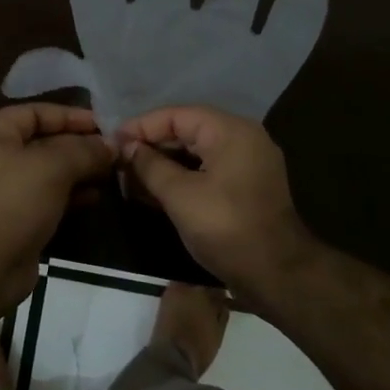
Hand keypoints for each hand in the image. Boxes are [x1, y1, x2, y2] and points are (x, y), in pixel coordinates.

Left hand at [0, 104, 114, 303]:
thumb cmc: (15, 200)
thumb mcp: (54, 165)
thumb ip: (85, 150)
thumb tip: (112, 145)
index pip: (34, 113)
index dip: (69, 116)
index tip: (103, 124)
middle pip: (40, 142)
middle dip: (77, 145)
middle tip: (111, 150)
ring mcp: (0, 191)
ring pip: (45, 172)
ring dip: (77, 171)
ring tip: (109, 172)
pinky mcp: (13, 218)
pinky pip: (45, 198)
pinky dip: (69, 195)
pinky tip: (95, 197)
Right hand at [118, 105, 318, 300]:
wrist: (276, 274)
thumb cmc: (226, 227)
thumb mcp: (180, 195)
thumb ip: (150, 166)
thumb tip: (127, 147)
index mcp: (231, 131)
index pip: (177, 115)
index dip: (142, 126)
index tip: (113, 141)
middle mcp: (242, 139)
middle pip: (187, 131)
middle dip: (151, 146)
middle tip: (118, 161)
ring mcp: (247, 164)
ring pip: (196, 153)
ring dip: (163, 164)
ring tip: (129, 178)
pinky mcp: (245, 187)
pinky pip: (207, 171)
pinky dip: (181, 178)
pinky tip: (153, 192)